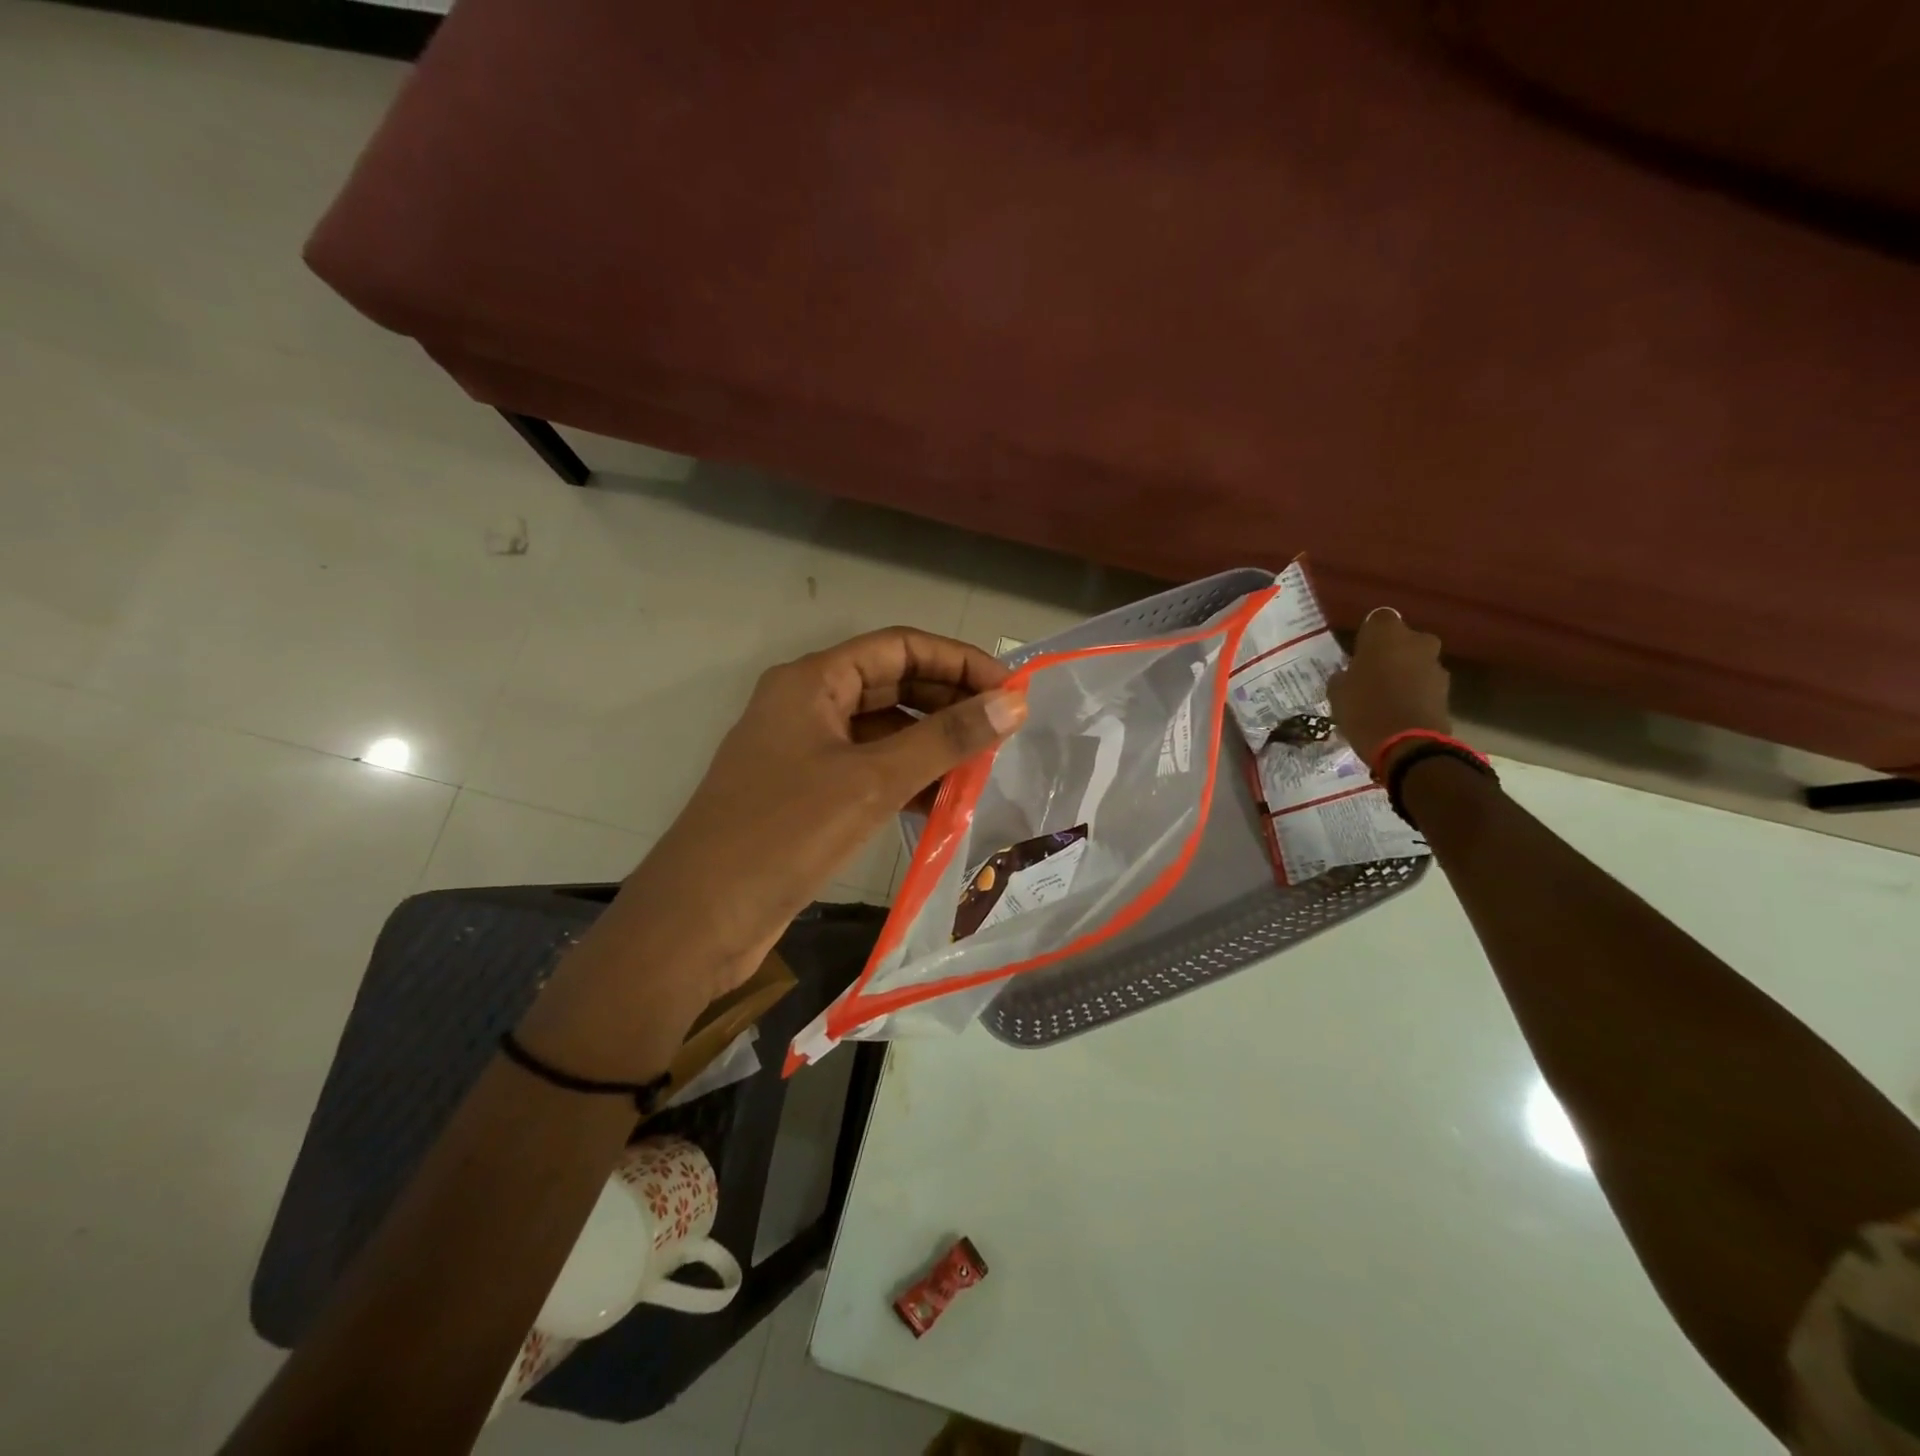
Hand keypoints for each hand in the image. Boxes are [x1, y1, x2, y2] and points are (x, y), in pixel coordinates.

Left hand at [611, 628, 1026, 1004]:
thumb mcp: (872, 782)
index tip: (1010, 690)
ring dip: (931, 744)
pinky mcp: (806, 793)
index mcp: (812, 681)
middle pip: (892, 684)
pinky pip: (868, 769)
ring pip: (882, 730)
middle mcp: (806, 705)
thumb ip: (945, 739)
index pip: (900, 647)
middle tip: (1004, 730)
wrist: (698, 920)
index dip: (959, 661)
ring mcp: (803, 750)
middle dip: (948, 703)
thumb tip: (1014, 703)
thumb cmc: (783, 835)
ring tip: (984, 767)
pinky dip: (906, 779)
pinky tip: (943, 802)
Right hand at [1326, 608, 1451, 770]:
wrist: (1408, 745)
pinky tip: (1397, 710)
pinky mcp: (1446, 690)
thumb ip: (1343, 676)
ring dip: (1404, 673)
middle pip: (1402, 640)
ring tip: (1384, 696)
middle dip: (1390, 653)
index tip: (1357, 652)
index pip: (1377, 619)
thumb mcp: (1337, 692)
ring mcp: (1435, 665)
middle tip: (1370, 674)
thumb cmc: (1364, 709)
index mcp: (1386, 634)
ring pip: (1415, 662)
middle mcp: (1416, 641)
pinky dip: (1414, 692)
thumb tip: (1349, 674)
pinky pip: (1424, 684)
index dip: (1368, 635)